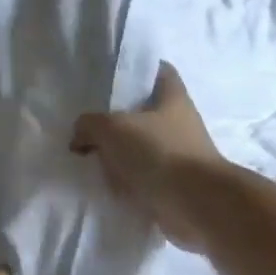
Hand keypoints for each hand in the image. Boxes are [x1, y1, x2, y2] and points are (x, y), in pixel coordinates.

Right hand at [70, 63, 230, 252]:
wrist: (196, 205)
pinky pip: (143, 177)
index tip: (110, 78)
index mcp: (173, 97)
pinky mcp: (174, 185)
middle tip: (88, 124)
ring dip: (120, 154)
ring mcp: (179, 155)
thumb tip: (79, 137)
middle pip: (145, 112)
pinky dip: (126, 182)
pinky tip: (104, 185)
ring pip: (142, 147)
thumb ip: (89, 125)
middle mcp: (180, 122)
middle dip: (118, 118)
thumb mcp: (113, 128)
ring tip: (89, 158)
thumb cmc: (159, 152)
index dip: (137, 70)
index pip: (158, 70)